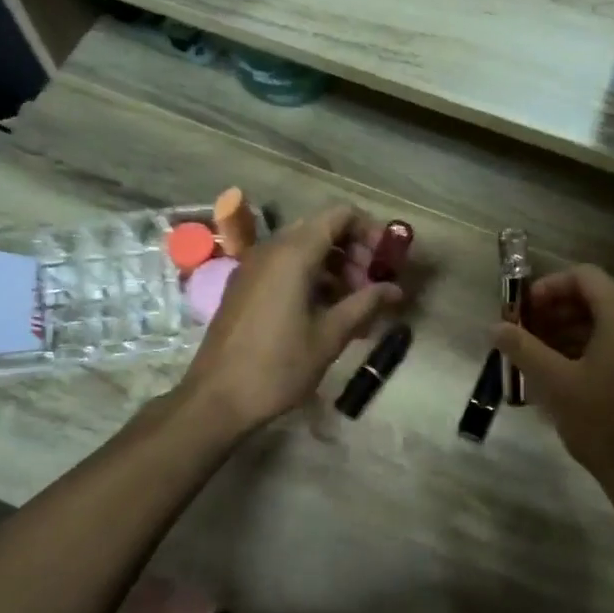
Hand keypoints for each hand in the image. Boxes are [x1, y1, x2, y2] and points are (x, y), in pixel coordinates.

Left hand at [179, 205, 400, 437]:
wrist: (217, 398)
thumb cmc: (279, 366)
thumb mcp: (330, 335)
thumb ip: (365, 304)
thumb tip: (396, 289)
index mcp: (294, 253)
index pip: (340, 214)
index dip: (370, 229)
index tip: (386, 260)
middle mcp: (271, 249)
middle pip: (322, 229)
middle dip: (354, 251)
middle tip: (372, 287)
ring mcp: (253, 266)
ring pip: (303, 249)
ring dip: (334, 267)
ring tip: (354, 305)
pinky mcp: (244, 285)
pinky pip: (284, 267)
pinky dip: (310, 278)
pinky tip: (325, 313)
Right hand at [493, 265, 613, 489]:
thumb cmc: (602, 421)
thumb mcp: (554, 382)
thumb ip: (522, 348)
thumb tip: (494, 327)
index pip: (585, 276)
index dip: (549, 286)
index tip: (523, 310)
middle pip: (596, 298)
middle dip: (555, 311)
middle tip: (524, 334)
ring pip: (606, 324)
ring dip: (568, 332)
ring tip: (537, 357)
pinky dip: (588, 349)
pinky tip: (562, 376)